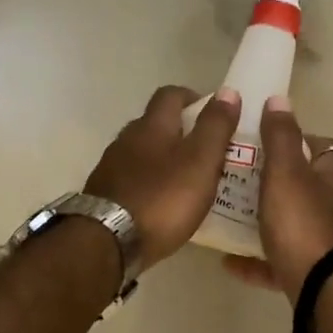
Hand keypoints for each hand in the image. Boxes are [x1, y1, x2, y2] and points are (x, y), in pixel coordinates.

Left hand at [86, 86, 241, 267]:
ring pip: (142, 153)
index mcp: (152, 126)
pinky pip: (132, 179)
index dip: (193, 98)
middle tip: (207, 151)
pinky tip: (162, 202)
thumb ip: (215, 127)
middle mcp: (127, 139)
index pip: (171, 95)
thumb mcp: (201, 161)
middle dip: (180, 131)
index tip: (213, 113)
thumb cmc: (163, 198)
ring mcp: (111, 167)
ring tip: (187, 180)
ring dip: (163, 159)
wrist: (108, 241)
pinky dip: (150, 183)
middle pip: (154, 124)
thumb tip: (228, 91)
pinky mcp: (104, 194)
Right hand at [223, 95, 332, 299]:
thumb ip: (280, 137)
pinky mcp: (315, 275)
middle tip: (236, 181)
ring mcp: (328, 243)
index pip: (320, 147)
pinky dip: (258, 261)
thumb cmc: (305, 224)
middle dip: (272, 184)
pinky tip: (230, 263)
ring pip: (292, 226)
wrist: (328, 292)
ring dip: (263, 222)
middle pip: (304, 187)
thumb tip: (280, 99)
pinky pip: (281, 263)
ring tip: (227, 218)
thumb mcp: (286, 173)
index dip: (292, 140)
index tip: (260, 142)